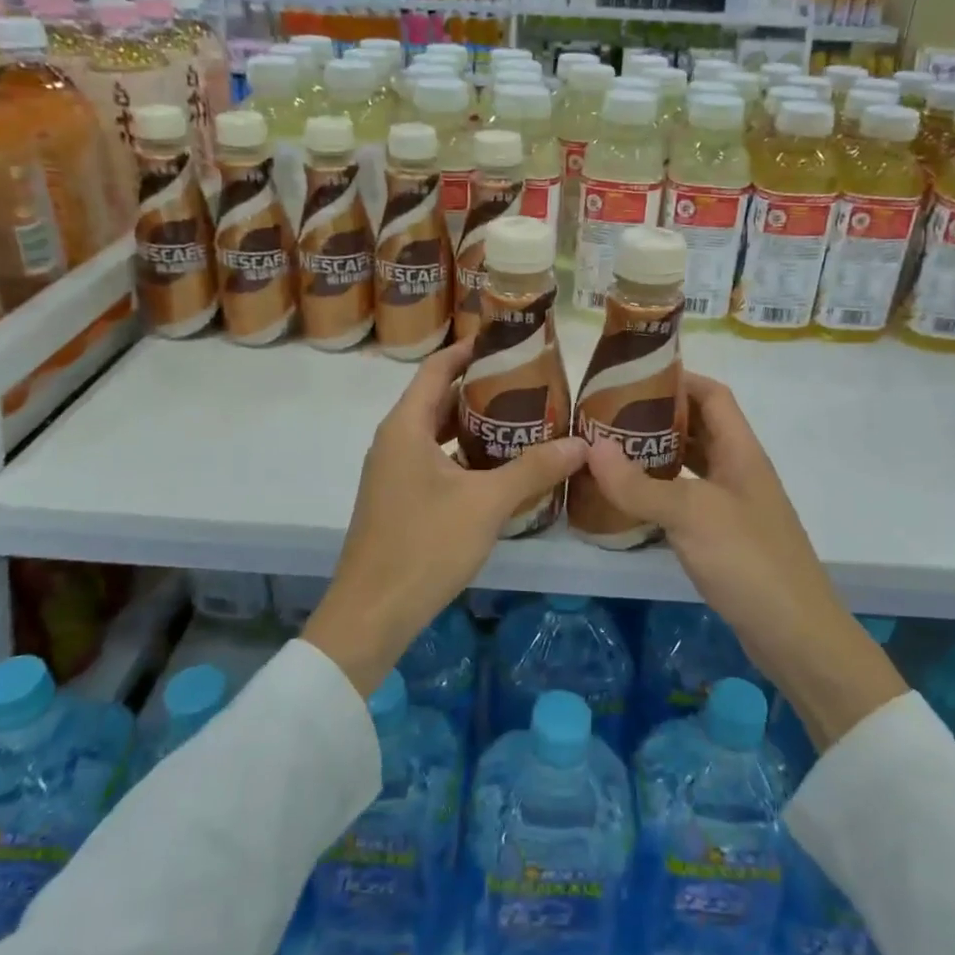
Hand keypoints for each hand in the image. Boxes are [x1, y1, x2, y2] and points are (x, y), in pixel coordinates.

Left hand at [304, 337, 586, 695]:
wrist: (371, 614)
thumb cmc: (424, 546)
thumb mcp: (486, 504)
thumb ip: (533, 469)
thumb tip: (583, 443)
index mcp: (405, 427)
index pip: (437, 369)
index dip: (469, 350)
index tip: (507, 340)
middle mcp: (394, 441)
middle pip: (439, 399)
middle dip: (481, 389)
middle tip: (529, 384)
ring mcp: (393, 473)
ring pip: (438, 434)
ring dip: (475, 426)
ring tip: (522, 422)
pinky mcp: (399, 500)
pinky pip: (435, 462)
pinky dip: (465, 457)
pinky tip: (500, 470)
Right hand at [583, 372, 906, 748]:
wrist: (795, 634)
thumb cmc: (749, 560)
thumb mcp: (690, 515)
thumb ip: (639, 483)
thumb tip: (591, 447)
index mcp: (741, 452)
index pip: (713, 395)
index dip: (679, 379)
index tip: (632, 377)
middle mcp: (738, 471)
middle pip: (698, 427)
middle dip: (656, 417)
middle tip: (608, 416)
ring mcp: (732, 505)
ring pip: (690, 465)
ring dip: (655, 455)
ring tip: (609, 451)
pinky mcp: (723, 537)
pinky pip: (686, 500)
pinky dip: (658, 493)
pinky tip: (628, 500)